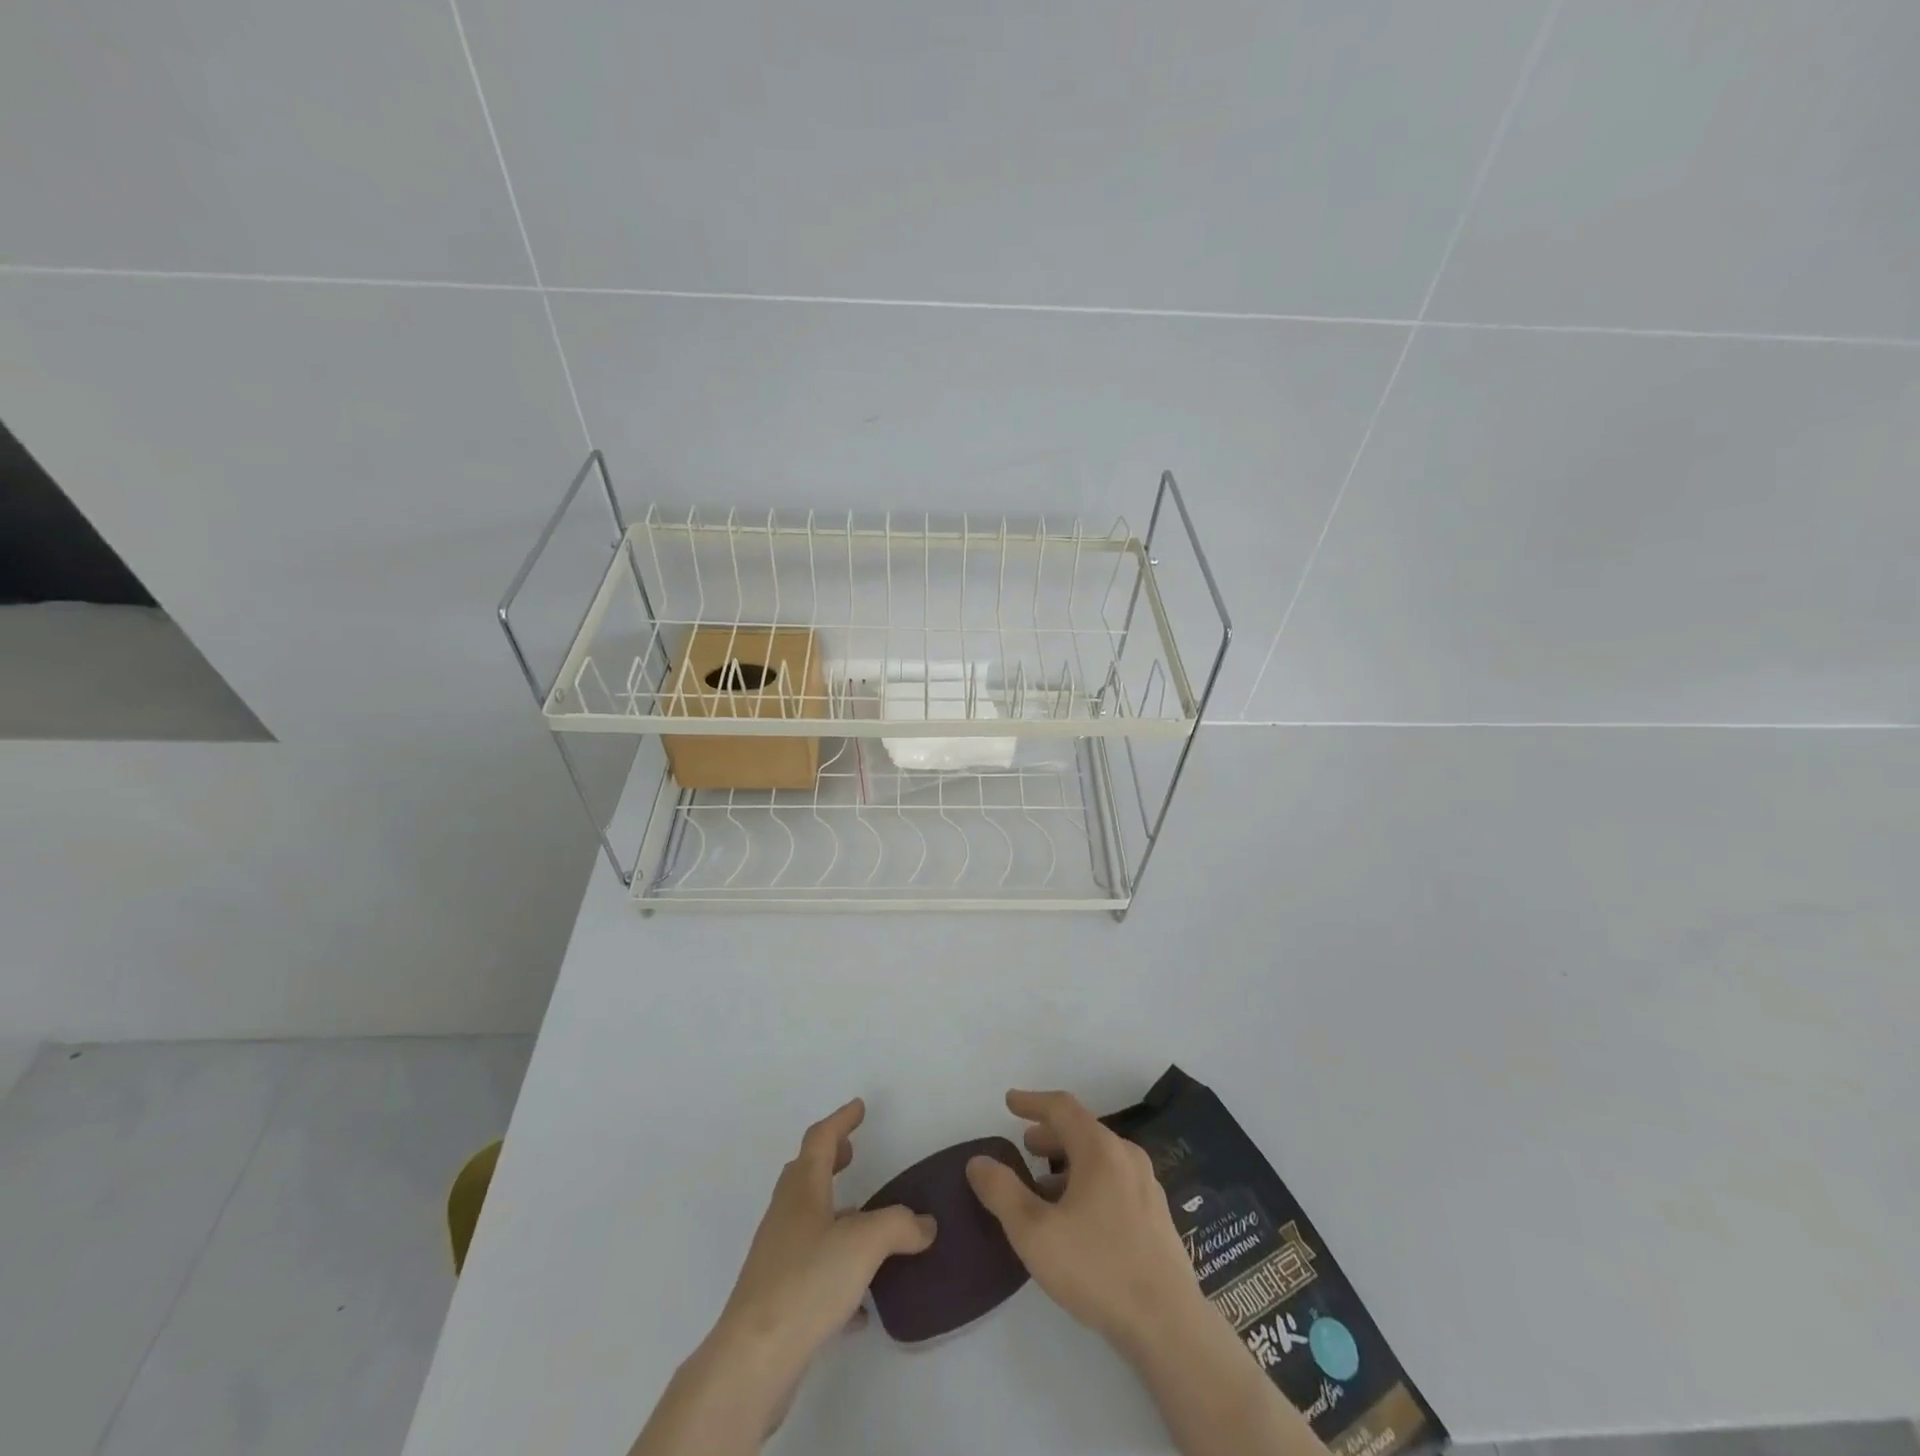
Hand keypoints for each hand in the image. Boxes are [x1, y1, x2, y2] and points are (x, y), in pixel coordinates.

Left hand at [712, 1100, 934, 1417]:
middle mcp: (786, 1215)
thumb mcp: (865, 1243)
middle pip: (805, 1174)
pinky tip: (861, 1301)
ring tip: (862, 1218)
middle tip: (852, 1153)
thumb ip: (900, 1225)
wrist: (753, 1360)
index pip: (821, 1139)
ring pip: (806, 1220)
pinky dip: (834, 1267)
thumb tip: (925, 1224)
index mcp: (802, 1190)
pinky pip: (810, 1269)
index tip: (859, 1107)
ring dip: (832, 1210)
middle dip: (830, 1159)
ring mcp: (777, 1257)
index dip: (841, 1120)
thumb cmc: (808, 1281)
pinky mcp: (777, 1298)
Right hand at [966, 1088, 1204, 1354]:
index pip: (1061, 1107)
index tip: (1009, 1102)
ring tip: (1044, 1188)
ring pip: (1099, 1158)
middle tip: (1025, 1147)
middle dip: (1049, 1135)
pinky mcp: (1156, 1216)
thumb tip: (978, 1161)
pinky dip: (1088, 1182)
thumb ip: (1002, 1192)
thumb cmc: (1097, 1268)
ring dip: (1068, 1163)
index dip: (1032, 1102)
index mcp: (1100, 1149)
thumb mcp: (1034, 1232)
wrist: (1168, 1324)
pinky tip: (1077, 1218)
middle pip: (1082, 1131)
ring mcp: (1146, 1186)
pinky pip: (1114, 1181)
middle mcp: (1126, 1156)